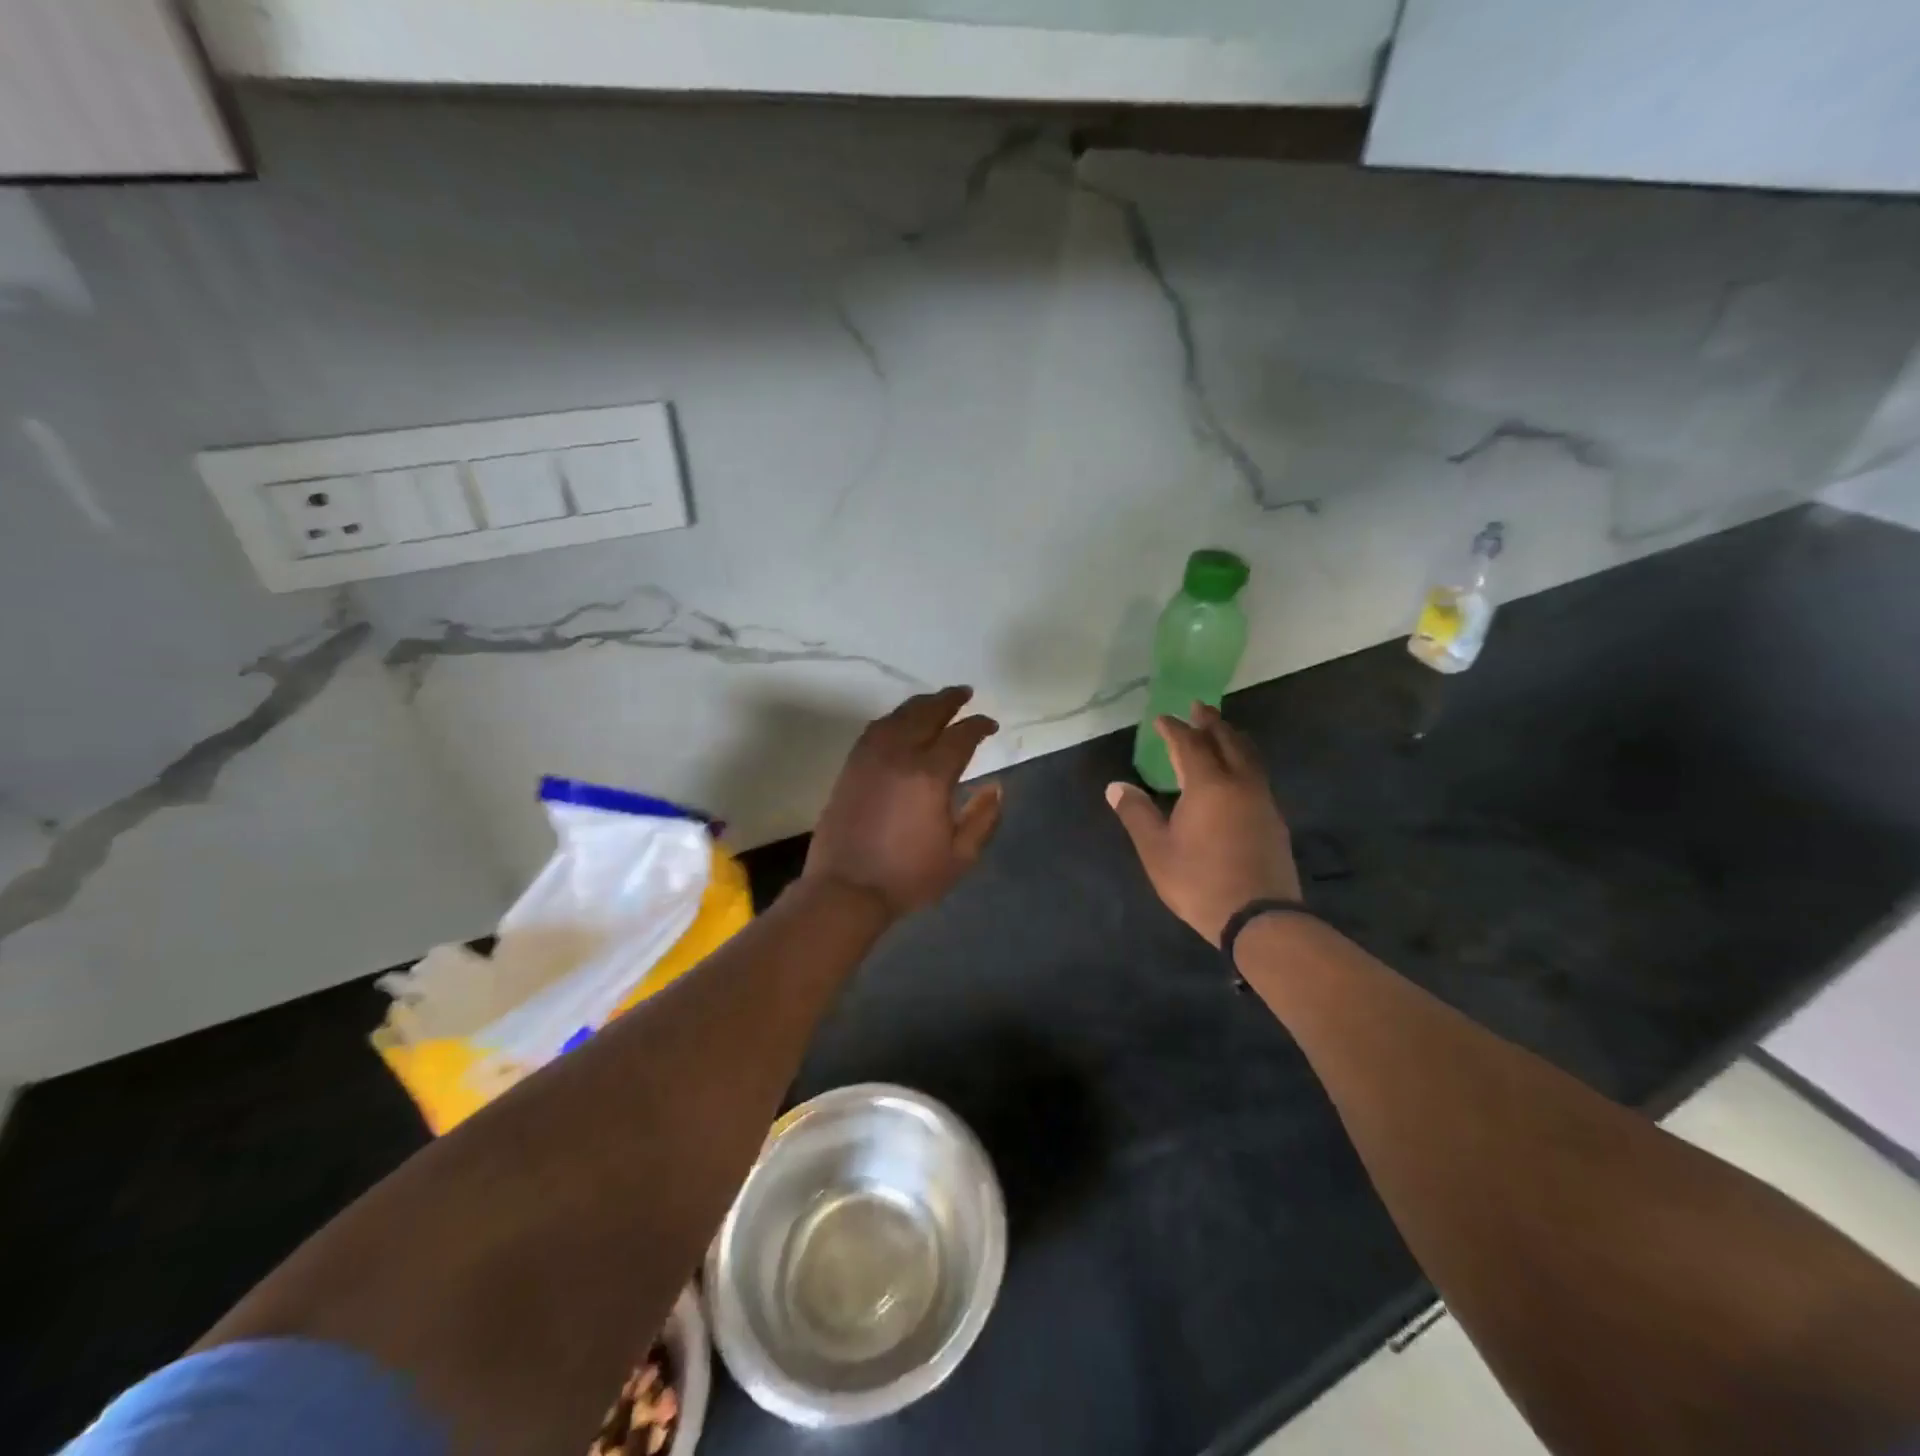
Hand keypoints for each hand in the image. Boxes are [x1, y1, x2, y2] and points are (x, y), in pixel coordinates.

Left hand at [804, 686, 1004, 918]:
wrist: (846, 889)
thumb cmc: (907, 876)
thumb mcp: (960, 856)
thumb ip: (983, 818)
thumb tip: (996, 786)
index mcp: (930, 775)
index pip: (961, 736)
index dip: (979, 725)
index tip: (991, 725)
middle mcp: (899, 755)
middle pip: (927, 713)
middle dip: (949, 700)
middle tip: (964, 693)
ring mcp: (870, 757)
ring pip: (898, 716)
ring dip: (920, 704)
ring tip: (935, 703)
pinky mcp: (851, 766)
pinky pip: (875, 729)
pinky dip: (894, 718)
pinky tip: (900, 723)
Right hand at [1106, 702, 1300, 946]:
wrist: (1259, 918)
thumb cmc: (1200, 881)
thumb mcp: (1157, 850)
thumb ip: (1136, 814)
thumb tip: (1116, 786)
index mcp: (1209, 785)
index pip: (1190, 744)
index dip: (1174, 729)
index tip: (1162, 718)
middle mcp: (1240, 783)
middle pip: (1228, 741)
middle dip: (1211, 722)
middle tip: (1199, 707)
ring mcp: (1263, 800)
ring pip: (1249, 756)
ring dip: (1232, 738)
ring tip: (1220, 731)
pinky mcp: (1274, 819)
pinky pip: (1257, 775)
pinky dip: (1243, 760)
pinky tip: (1237, 773)